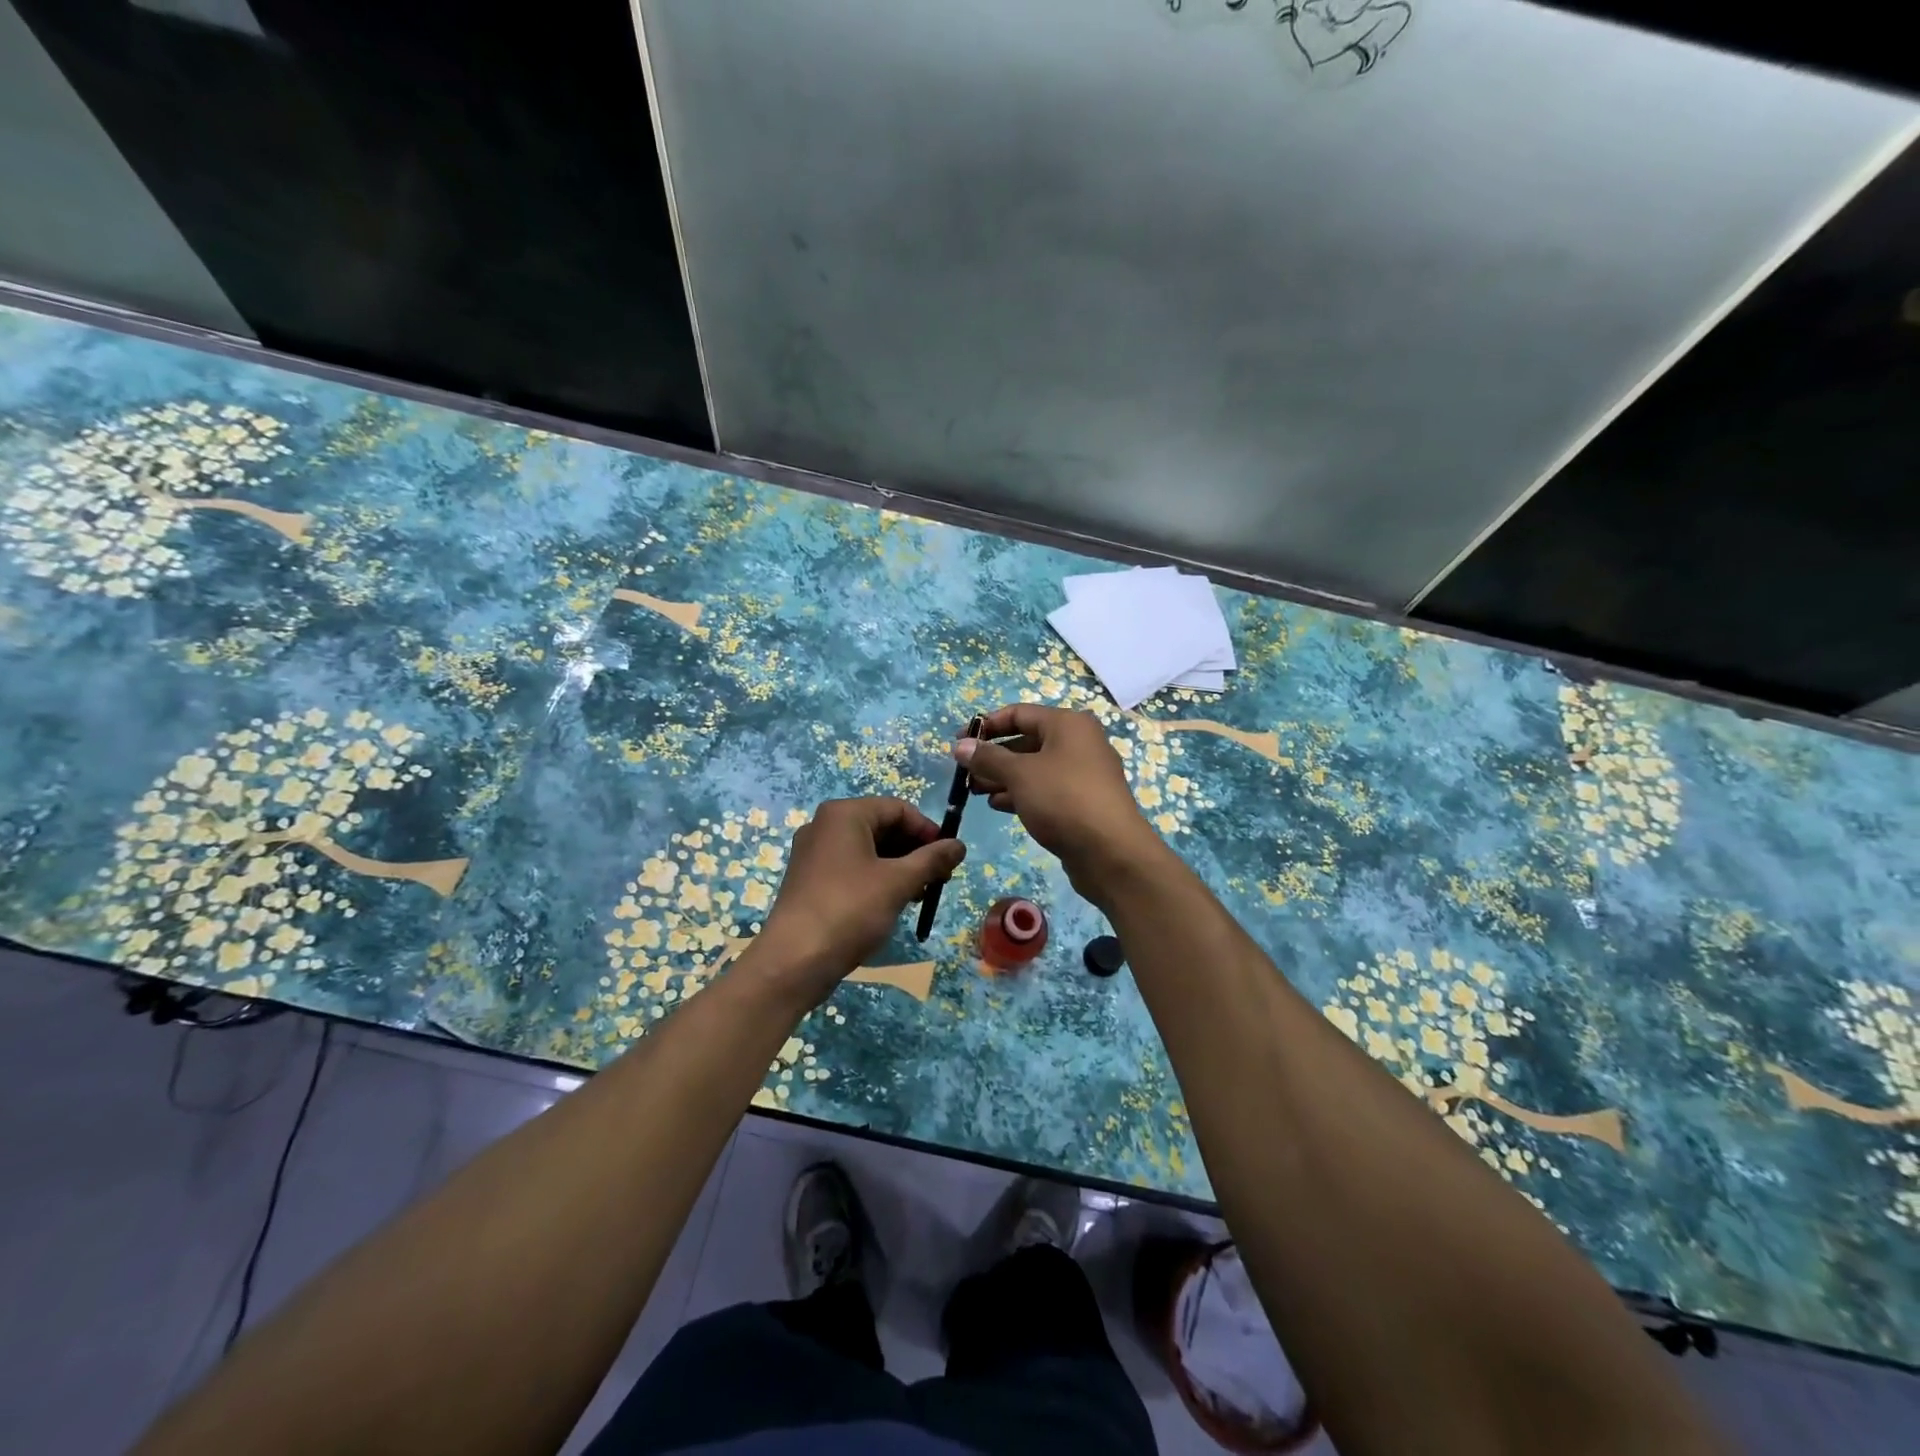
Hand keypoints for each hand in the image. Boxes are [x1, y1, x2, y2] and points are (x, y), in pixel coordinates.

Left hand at [752, 797, 964, 1007]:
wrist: (794, 960)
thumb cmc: (850, 910)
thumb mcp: (898, 882)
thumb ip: (932, 860)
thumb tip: (959, 845)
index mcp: (844, 814)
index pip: (898, 809)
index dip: (928, 831)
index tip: (948, 858)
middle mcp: (825, 825)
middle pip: (882, 827)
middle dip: (914, 850)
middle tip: (939, 879)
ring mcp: (814, 853)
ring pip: (868, 849)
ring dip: (899, 867)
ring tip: (920, 894)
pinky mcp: (810, 879)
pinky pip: (852, 867)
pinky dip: (876, 878)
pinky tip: (893, 902)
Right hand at [955, 705, 1168, 902]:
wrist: (1111, 852)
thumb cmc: (1063, 799)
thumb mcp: (1020, 774)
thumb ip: (988, 757)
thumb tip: (961, 745)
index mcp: (1068, 724)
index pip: (1019, 713)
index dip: (986, 725)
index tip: (958, 742)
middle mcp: (1078, 743)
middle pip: (1026, 741)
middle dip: (993, 756)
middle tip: (964, 773)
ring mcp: (1083, 774)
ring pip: (1034, 768)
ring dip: (1003, 777)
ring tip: (975, 792)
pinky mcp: (1082, 802)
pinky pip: (1045, 790)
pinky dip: (1021, 793)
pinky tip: (998, 805)